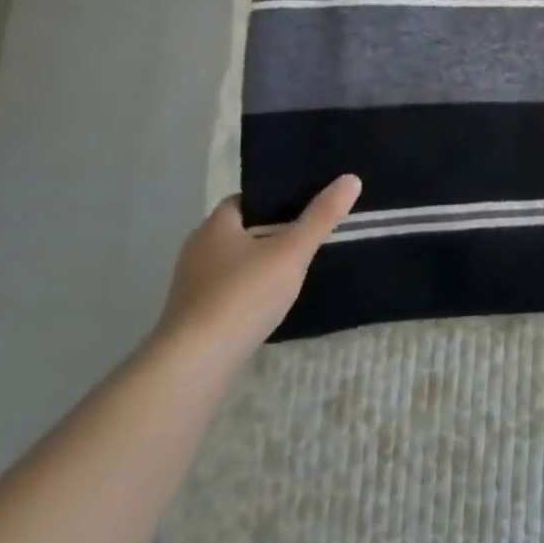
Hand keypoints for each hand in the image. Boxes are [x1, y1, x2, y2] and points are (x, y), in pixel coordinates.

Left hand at [151, 176, 361, 366]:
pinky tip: (272, 301)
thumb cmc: (243, 295)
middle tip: (310, 234)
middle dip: (273, 232)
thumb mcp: (292, 252)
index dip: (275, 199)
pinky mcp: (193, 315)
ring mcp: (192, 285)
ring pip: (235, 262)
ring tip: (298, 268)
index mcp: (215, 226)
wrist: (194, 364)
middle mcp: (198, 249)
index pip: (246, 200)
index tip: (306, 205)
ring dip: (261, 263)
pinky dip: (250, 290)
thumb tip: (351, 178)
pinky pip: (229, 290)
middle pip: (242, 230)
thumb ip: (321, 217)